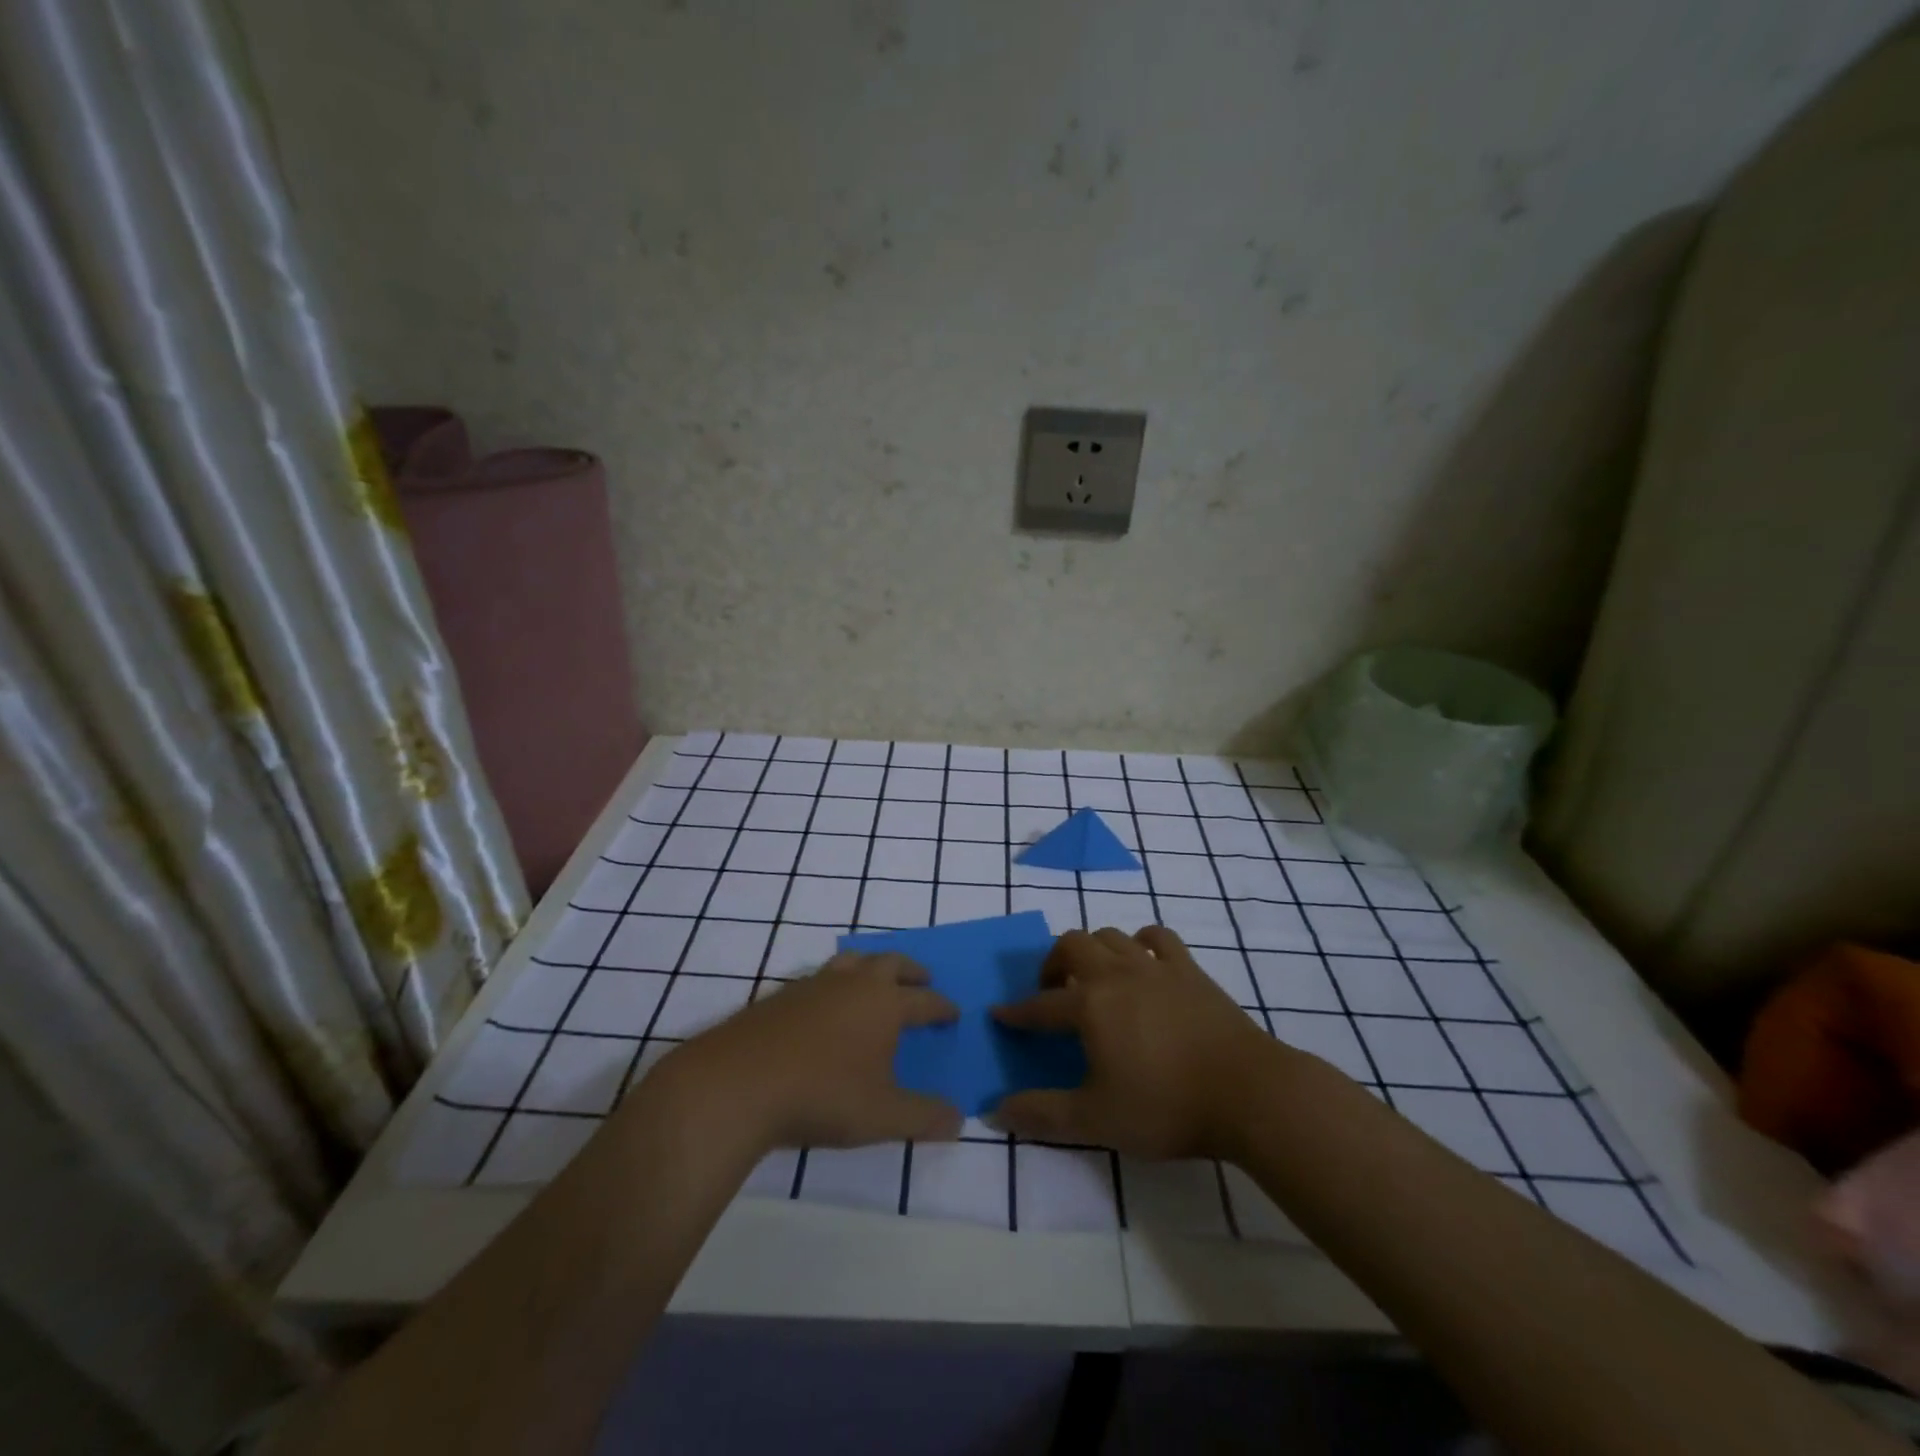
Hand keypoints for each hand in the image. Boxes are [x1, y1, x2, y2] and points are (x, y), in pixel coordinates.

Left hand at [656, 953, 962, 1151]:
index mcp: (884, 1004)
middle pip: (890, 962)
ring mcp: (813, 985)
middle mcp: (852, 984)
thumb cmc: (821, 1096)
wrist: (737, 1084)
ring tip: (875, 981)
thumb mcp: (882, 1116)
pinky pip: (819, 978)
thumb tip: (959, 1120)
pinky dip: (834, 984)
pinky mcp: (780, 996)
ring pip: (851, 961)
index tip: (953, 1012)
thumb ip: (924, 1117)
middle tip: (922, 980)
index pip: (924, 1000)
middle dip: (911, 970)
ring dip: (871, 967)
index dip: (942, 1007)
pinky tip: (825, 1007)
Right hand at [991, 926, 1298, 1159]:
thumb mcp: (1096, 1120)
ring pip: (1111, 936)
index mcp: (1090, 1005)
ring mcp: (1156, 966)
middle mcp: (1117, 973)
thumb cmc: (1166, 1106)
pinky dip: (1142, 942)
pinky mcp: (1191, 970)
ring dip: (1093, 950)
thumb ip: (1043, 1114)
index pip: (1041, 1006)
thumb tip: (995, 1111)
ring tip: (1094, 978)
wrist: (1248, 1092)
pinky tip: (1142, 960)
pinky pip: (1158, 937)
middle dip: (1052, 963)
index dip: (1017, 1012)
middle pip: (1072, 946)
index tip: (1000, 1014)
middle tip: (1052, 992)